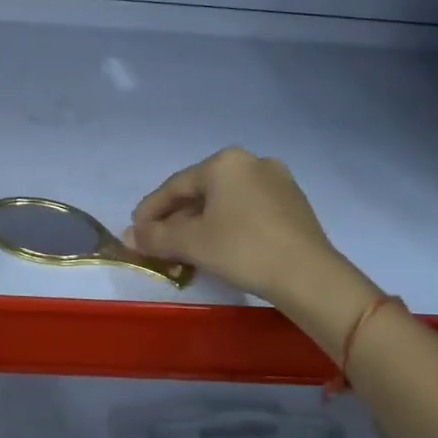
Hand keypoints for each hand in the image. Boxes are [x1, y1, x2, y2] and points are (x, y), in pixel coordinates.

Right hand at [130, 147, 379, 356]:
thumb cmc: (242, 249)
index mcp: (225, 162)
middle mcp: (252, 162)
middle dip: (175, 220)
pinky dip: (226, 226)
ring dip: (199, 225)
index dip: (150, 210)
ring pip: (224, 202)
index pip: (175, 186)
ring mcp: (277, 182)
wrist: (308, 275)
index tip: (134, 232)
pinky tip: (218, 248)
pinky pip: (247, 211)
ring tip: (184, 251)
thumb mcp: (191, 243)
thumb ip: (156, 236)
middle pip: (201, 192)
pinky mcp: (293, 205)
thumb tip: (129, 236)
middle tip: (158, 244)